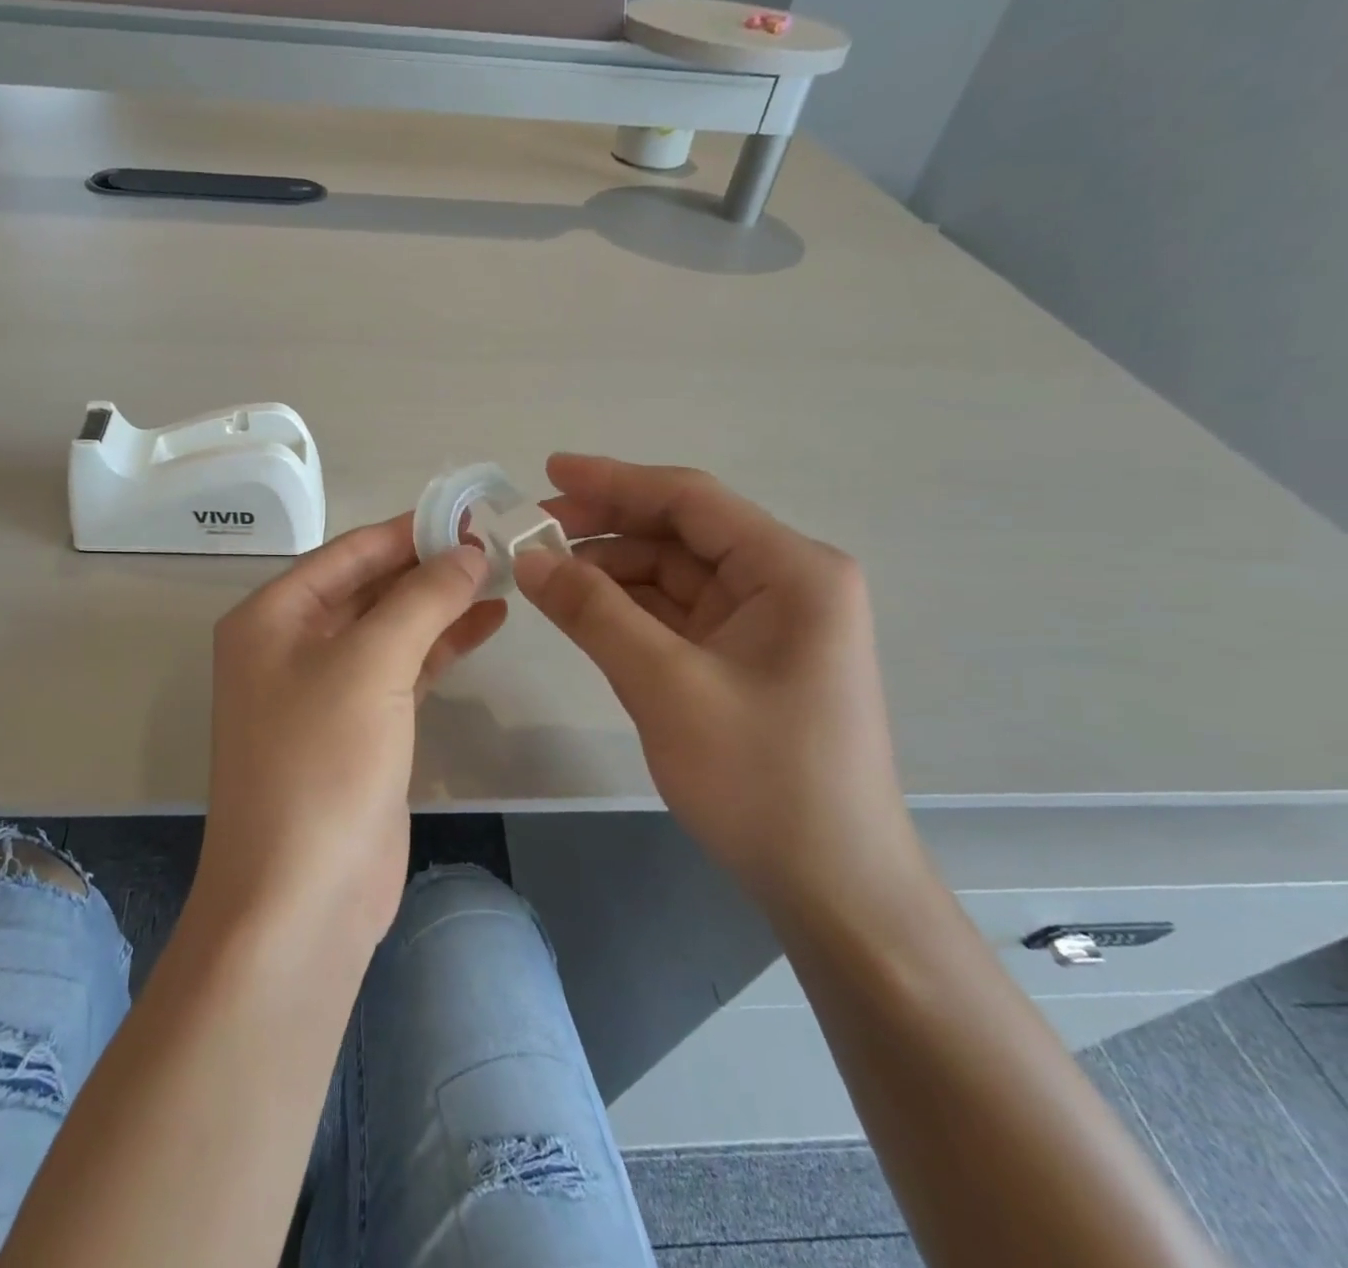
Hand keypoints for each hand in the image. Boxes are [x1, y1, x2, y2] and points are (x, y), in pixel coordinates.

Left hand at [200, 516, 505, 951]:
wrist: (302, 898)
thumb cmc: (321, 765)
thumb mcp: (371, 665)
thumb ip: (421, 599)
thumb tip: (467, 551)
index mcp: (272, 617)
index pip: (348, 552)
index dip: (408, 530)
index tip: (469, 512)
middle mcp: (292, 646)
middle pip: (370, 587)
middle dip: (429, 566)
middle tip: (496, 543)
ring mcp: (326, 691)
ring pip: (391, 628)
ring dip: (441, 604)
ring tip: (502, 577)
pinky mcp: (360, 729)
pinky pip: (403, 670)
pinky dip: (441, 646)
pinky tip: (486, 623)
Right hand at [515, 454, 919, 912]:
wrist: (831, 887)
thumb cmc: (761, 779)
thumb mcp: (665, 686)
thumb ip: (593, 612)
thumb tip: (527, 557)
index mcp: (791, 570)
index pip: (690, 500)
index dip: (614, 480)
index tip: (547, 472)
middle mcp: (785, 582)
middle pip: (680, 534)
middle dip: (605, 529)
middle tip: (530, 533)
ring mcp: (765, 623)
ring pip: (673, 575)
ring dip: (609, 572)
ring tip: (542, 576)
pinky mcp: (744, 659)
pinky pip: (676, 615)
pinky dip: (627, 610)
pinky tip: (580, 610)